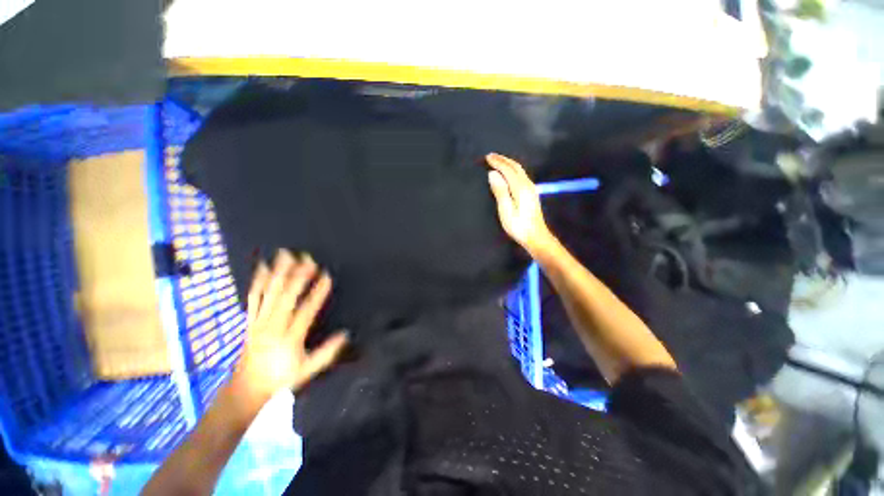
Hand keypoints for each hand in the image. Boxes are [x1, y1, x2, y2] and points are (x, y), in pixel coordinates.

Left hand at [232, 249, 347, 406]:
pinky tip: (263, 268)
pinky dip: (258, 281)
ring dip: (278, 272)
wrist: (245, 390)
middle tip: (307, 258)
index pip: (306, 311)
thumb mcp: (307, 370)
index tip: (327, 276)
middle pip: (285, 297)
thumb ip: (327, 352)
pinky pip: (253, 298)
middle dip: (298, 275)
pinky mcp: (250, 321)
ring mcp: (258, 322)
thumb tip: (346, 334)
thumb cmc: (280, 379)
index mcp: (288, 339)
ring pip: (268, 293)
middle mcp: (272, 327)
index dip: (317, 293)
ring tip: (286, 255)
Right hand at [485, 153, 553, 254]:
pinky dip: (512, 169)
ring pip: (519, 170)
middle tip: (491, 156)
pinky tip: (508, 173)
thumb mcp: (506, 210)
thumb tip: (493, 174)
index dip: (497, 162)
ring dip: (508, 163)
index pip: (507, 169)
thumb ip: (500, 191)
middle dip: (503, 159)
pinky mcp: (531, 193)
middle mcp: (527, 184)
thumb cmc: (519, 226)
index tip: (487, 157)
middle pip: (515, 167)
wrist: (536, 236)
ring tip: (498, 161)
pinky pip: (521, 175)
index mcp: (520, 188)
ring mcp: (531, 189)